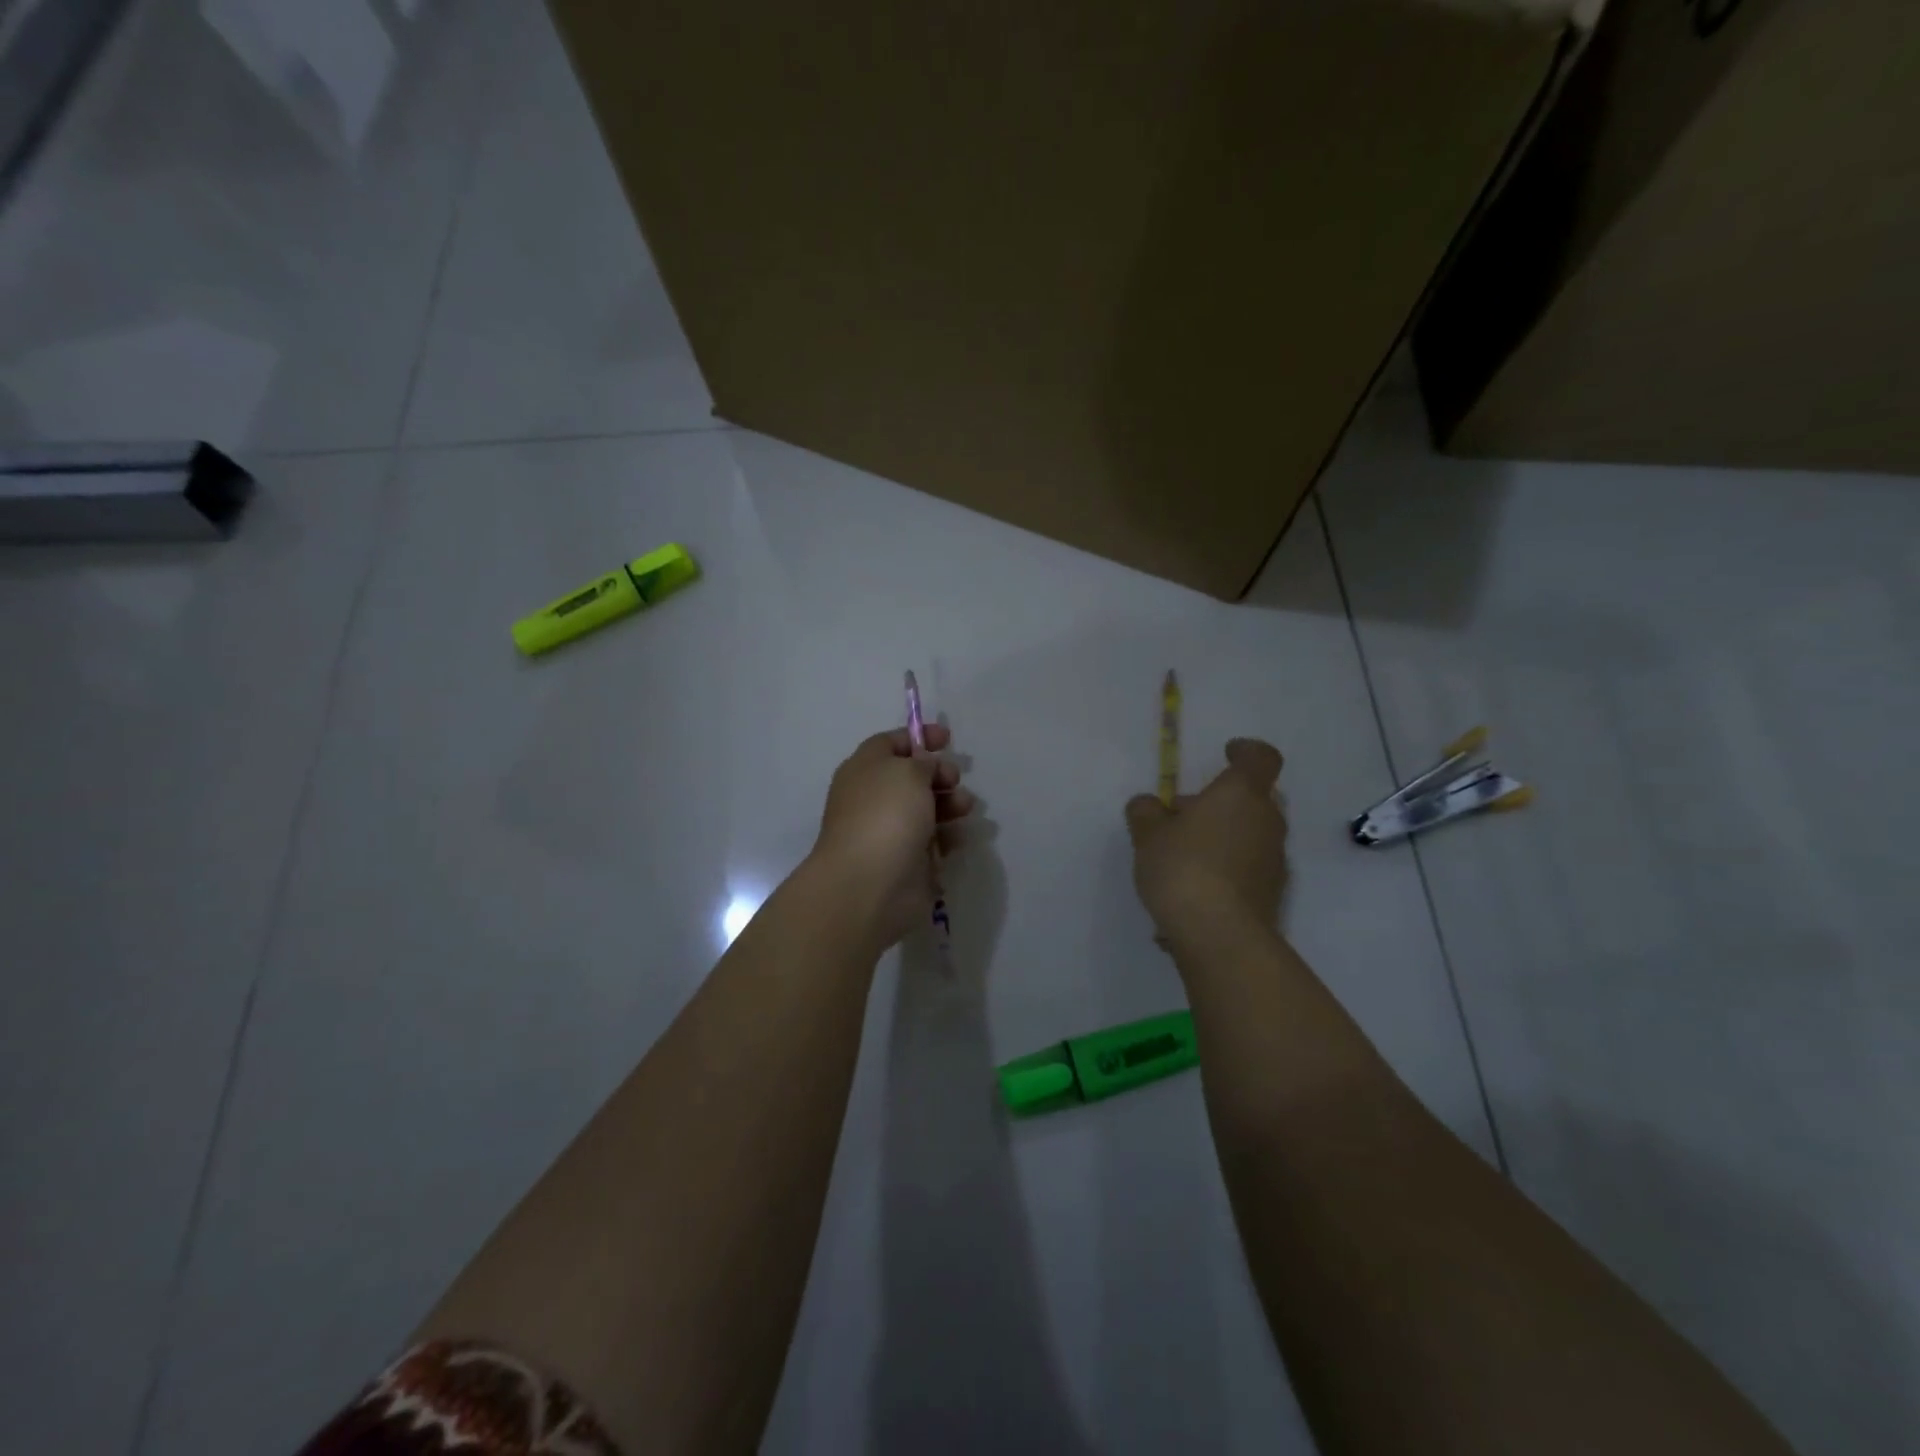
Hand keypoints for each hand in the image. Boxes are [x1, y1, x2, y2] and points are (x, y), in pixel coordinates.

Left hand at [811, 724, 974, 948]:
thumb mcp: (907, 771)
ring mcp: (891, 832)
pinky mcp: (908, 861)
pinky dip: (949, 836)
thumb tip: (926, 768)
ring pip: (927, 809)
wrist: (871, 885)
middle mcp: (875, 798)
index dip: (919, 738)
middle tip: (955, 780)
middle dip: (940, 774)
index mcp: (865, 770)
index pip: (891, 744)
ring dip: (951, 804)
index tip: (948, 739)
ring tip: (964, 808)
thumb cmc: (885, 816)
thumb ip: (923, 762)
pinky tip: (958, 837)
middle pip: (913, 777)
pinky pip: (933, 841)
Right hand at [1126, 738, 1287, 941]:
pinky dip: (1224, 869)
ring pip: (1248, 834)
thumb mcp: (1148, 835)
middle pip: (1250, 799)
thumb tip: (1148, 805)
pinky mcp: (1272, 893)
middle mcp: (1266, 821)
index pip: (1260, 758)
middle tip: (1180, 816)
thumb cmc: (1183, 868)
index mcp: (1240, 794)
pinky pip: (1246, 868)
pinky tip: (1191, 892)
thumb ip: (1146, 812)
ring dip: (1221, 836)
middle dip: (1218, 802)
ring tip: (1179, 859)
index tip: (1226, 752)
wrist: (1219, 935)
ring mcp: (1274, 859)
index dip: (1245, 751)